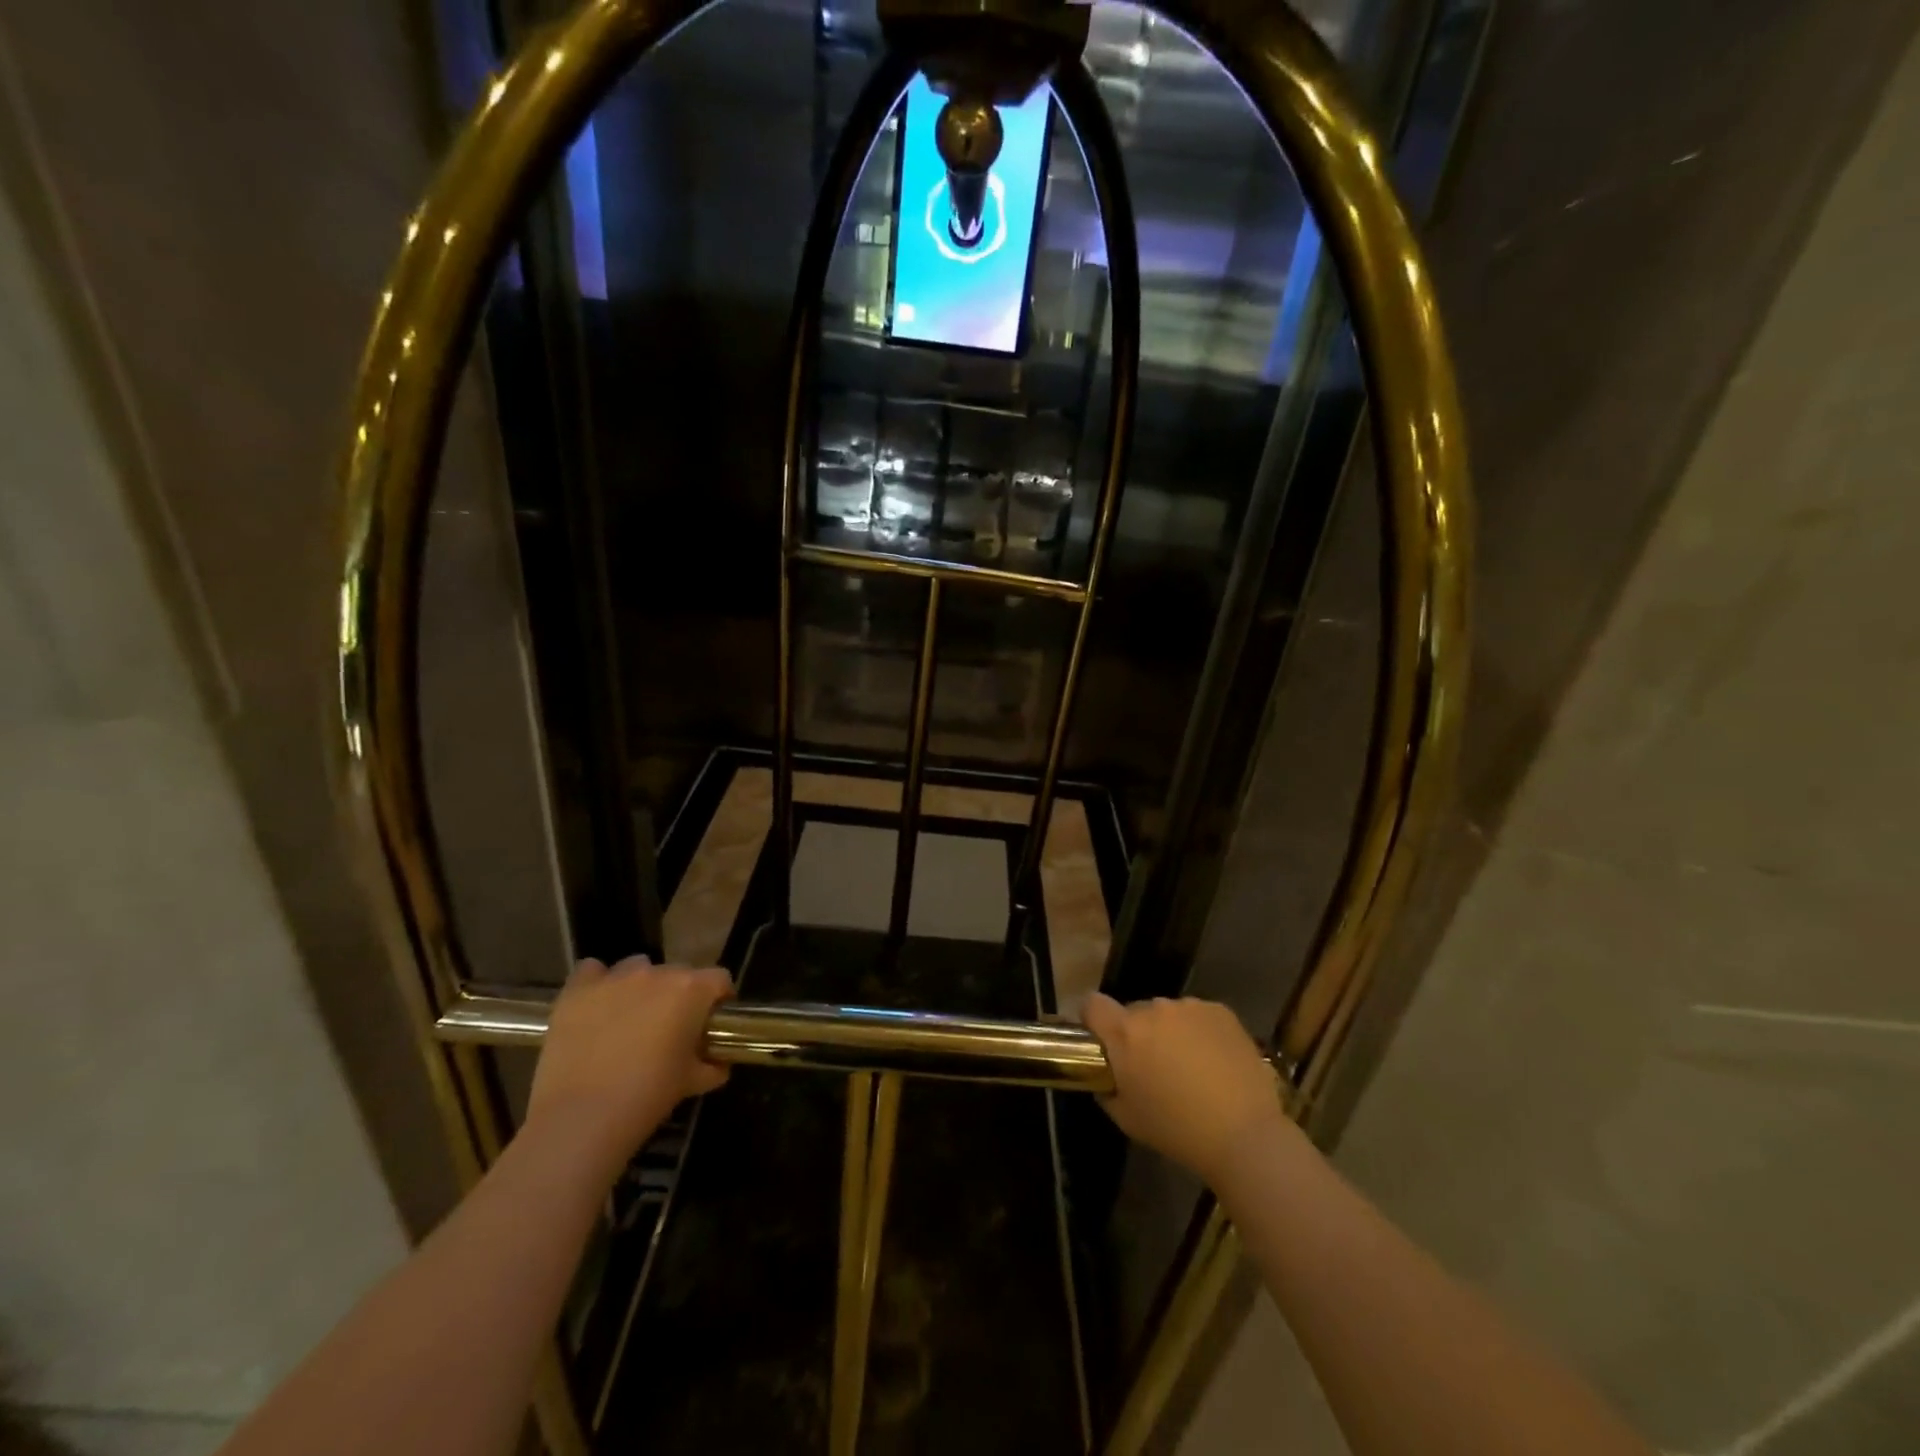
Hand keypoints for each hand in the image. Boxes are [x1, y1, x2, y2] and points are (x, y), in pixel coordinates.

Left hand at [526, 956, 732, 1178]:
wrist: (581, 1118)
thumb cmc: (647, 1096)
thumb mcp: (692, 1083)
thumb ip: (713, 1066)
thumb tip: (719, 1063)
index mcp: (691, 990)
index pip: (719, 979)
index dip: (719, 999)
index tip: (711, 1022)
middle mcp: (656, 973)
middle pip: (678, 973)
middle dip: (678, 996)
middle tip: (669, 1029)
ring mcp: (615, 978)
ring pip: (637, 968)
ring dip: (640, 987)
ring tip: (630, 1020)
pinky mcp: (577, 990)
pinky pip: (593, 971)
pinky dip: (598, 984)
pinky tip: (596, 1008)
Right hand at [1081, 993, 1289, 1184]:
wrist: (1244, 1135)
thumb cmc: (1176, 1130)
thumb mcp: (1126, 1117)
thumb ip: (1107, 1088)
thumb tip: (1106, 1075)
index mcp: (1124, 1033)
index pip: (1092, 1004)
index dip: (1093, 1019)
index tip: (1102, 1039)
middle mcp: (1153, 1009)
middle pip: (1135, 1012)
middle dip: (1139, 1034)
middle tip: (1154, 1066)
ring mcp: (1190, 1007)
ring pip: (1169, 1014)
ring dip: (1171, 1032)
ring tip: (1191, 1066)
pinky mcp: (1221, 1011)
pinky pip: (1199, 1016)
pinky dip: (1201, 1032)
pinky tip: (1216, 1062)